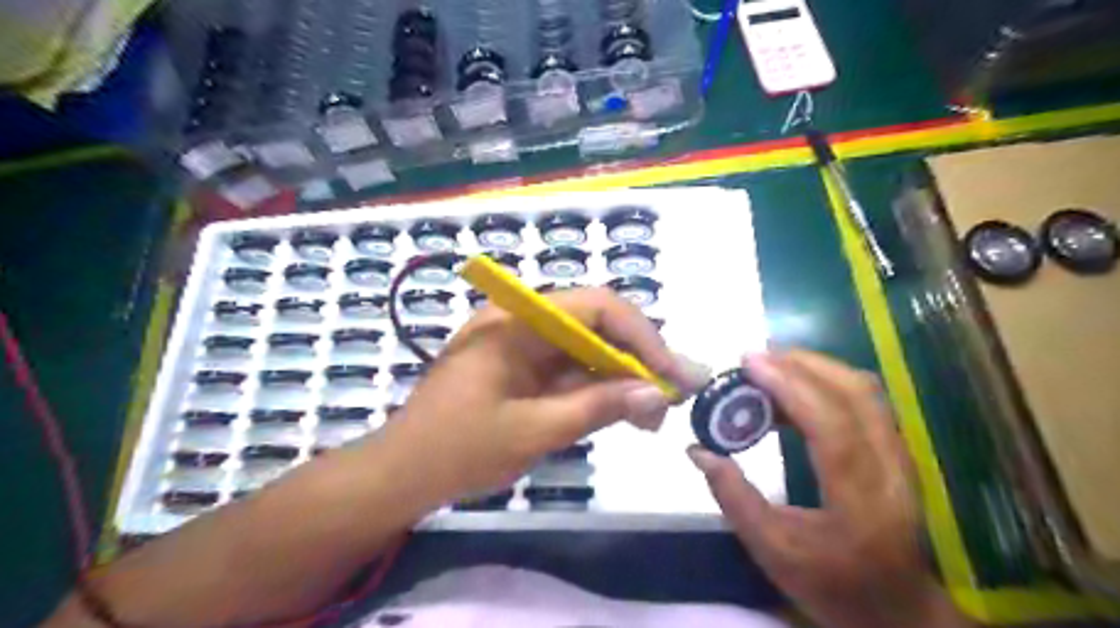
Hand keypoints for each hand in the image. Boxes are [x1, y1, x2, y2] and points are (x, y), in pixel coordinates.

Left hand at [386, 290, 707, 504]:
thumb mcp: (534, 431)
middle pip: (595, 324)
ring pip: (586, 347)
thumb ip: (597, 406)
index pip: (596, 307)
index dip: (643, 336)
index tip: (673, 375)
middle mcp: (520, 320)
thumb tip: (656, 393)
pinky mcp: (519, 365)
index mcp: (516, 321)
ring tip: (652, 415)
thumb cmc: (458, 451)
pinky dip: (596, 387)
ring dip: (620, 376)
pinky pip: (568, 367)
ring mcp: (519, 342)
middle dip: (637, 359)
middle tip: (673, 397)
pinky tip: (621, 411)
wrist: (400, 475)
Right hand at [683, 350, 972, 626]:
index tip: (749, 363)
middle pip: (854, 393)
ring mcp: (899, 456)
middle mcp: (890, 468)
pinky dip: (825, 382)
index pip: (831, 425)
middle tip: (753, 360)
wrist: (896, 609)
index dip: (790, 387)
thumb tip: (698, 450)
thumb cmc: (832, 585)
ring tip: (769, 368)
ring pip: (863, 389)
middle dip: (801, 364)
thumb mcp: (771, 551)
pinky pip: (863, 399)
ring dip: (814, 368)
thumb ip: (733, 496)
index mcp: (860, 500)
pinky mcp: (895, 450)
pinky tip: (792, 391)